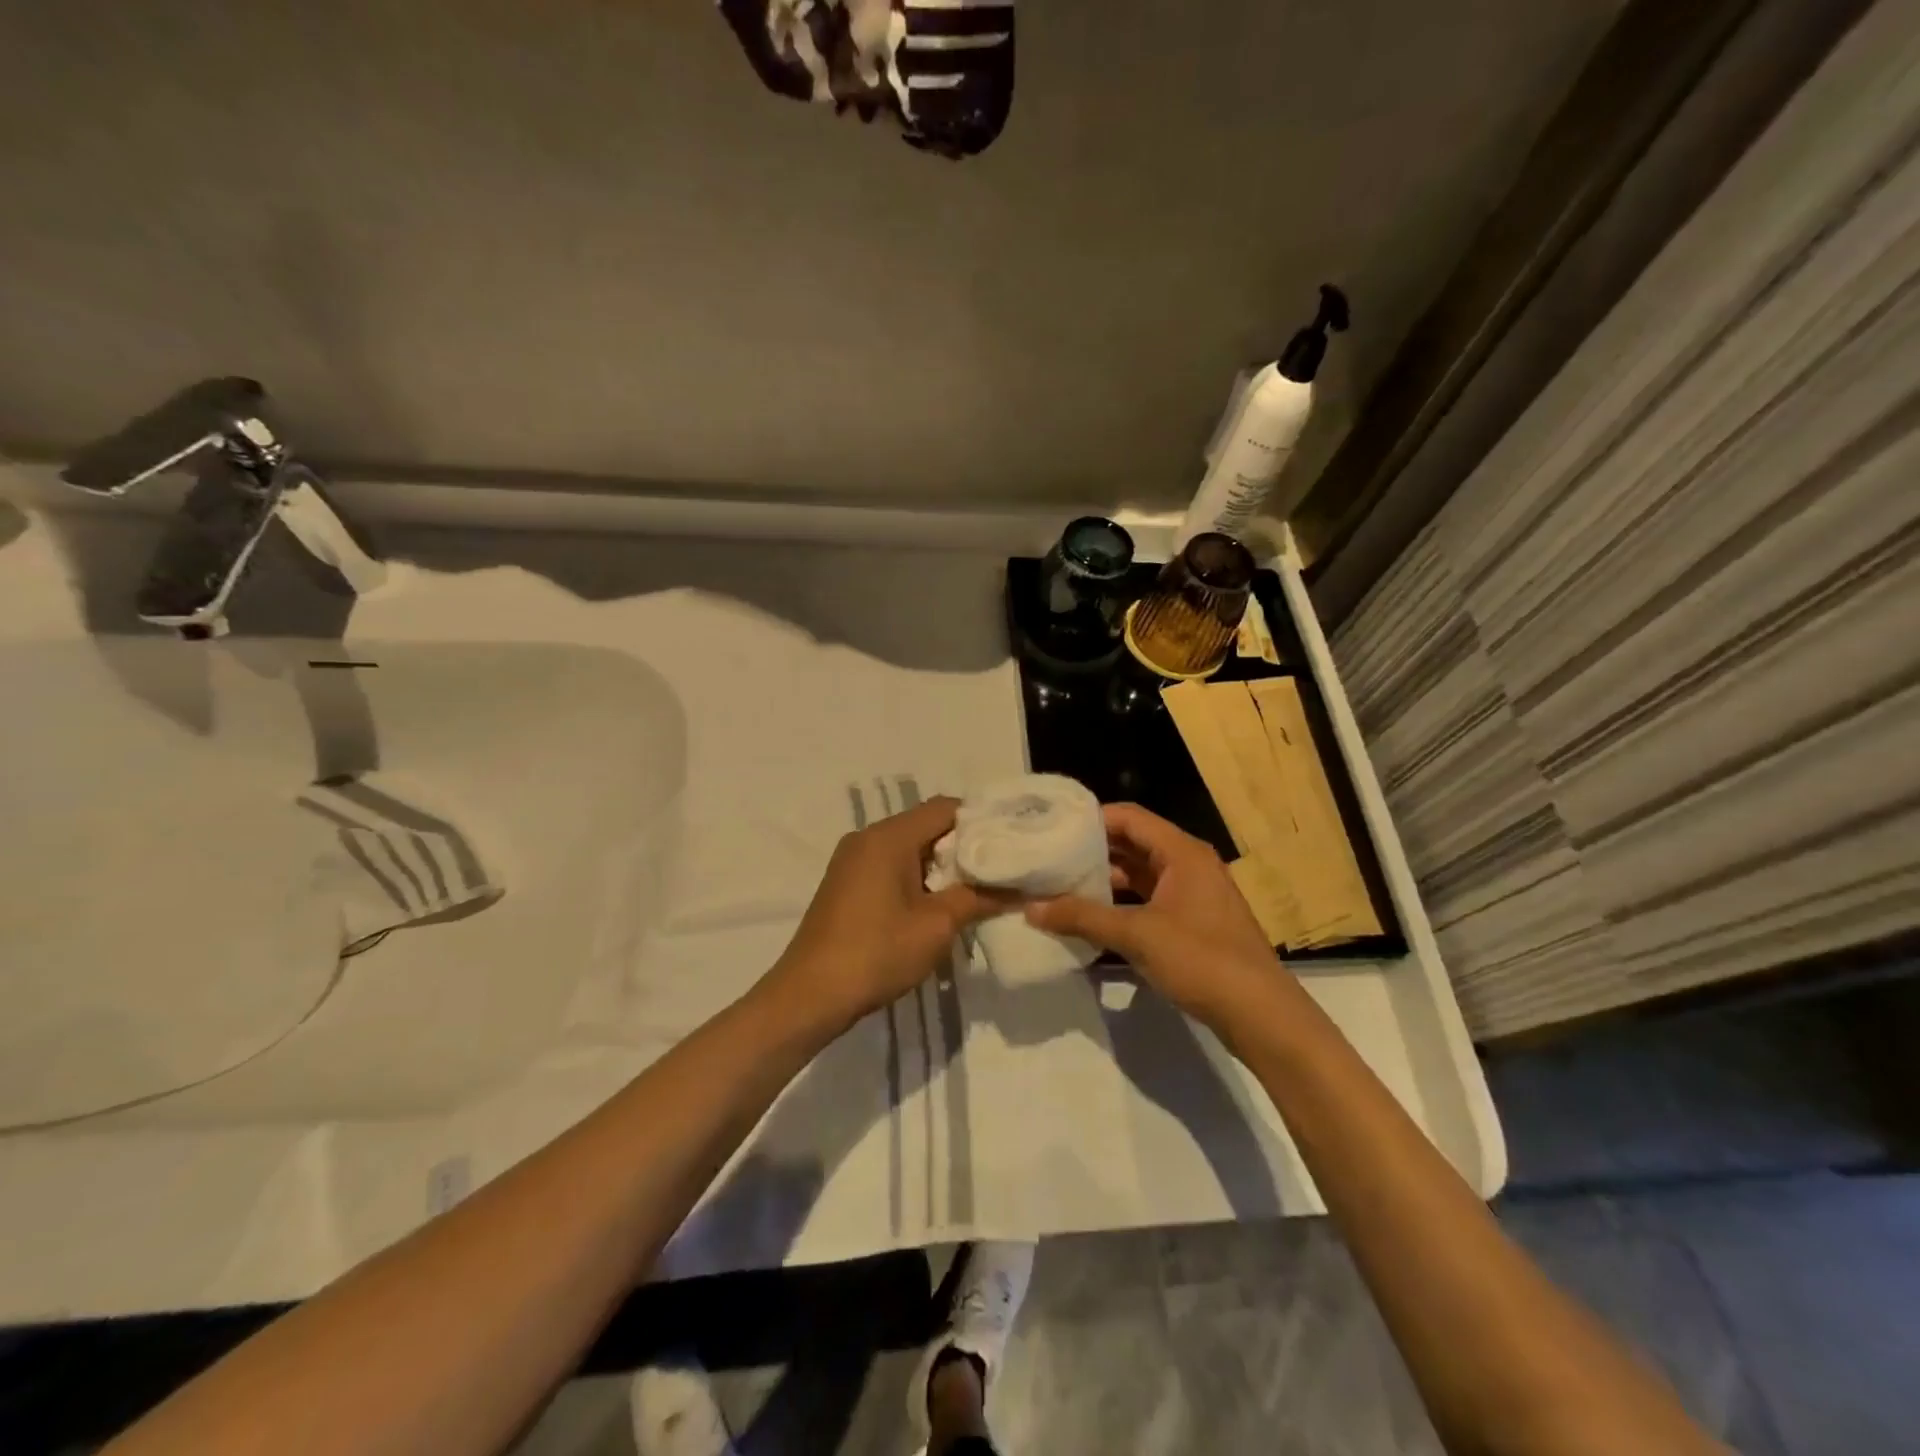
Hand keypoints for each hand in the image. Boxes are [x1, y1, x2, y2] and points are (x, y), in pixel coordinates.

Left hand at [770, 797, 1010, 1029]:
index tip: (1009, 845)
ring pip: (909, 846)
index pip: (946, 808)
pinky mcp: (846, 882)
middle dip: (963, 846)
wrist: (810, 995)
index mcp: (889, 836)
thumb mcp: (937, 926)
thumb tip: (1019, 889)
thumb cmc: (877, 953)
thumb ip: (978, 898)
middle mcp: (868, 837)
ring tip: (974, 890)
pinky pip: (890, 864)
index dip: (981, 822)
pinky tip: (935, 904)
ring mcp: (852, 859)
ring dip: (940, 865)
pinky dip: (917, 876)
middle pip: (927, 825)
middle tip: (998, 870)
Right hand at [1027, 802, 1290, 1027]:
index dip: (1091, 819)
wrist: (1260, 1014)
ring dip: (1106, 879)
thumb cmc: (1201, 960)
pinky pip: (1150, 899)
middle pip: (1134, 843)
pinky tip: (1093, 917)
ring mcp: (1193, 894)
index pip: (1129, 817)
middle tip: (1050, 857)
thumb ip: (1083, 917)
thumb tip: (1032, 908)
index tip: (1053, 828)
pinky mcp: (1194, 922)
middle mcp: (1189, 864)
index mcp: (1181, 852)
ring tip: (1062, 886)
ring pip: (1141, 874)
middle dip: (1093, 850)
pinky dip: (1122, 903)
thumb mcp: (1136, 935)